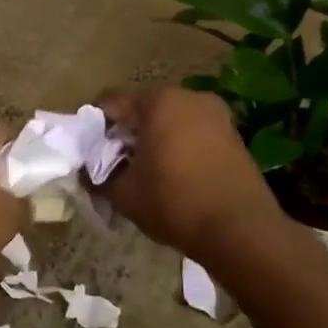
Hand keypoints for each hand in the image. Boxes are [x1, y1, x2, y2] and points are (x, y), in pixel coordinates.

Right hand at [99, 87, 288, 256]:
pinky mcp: (234, 137)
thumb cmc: (174, 202)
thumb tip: (87, 172)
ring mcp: (217, 116)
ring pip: (171, 122)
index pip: (113, 103)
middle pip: (144, 110)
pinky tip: (174, 177)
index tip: (90, 153)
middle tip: (115, 165)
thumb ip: (98, 176)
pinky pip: (194, 135)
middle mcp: (190, 98)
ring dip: (154, 141)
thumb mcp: (123, 193)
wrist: (240, 229)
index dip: (96, 128)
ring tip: (145, 174)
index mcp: (159, 101)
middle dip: (127, 134)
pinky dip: (179, 148)